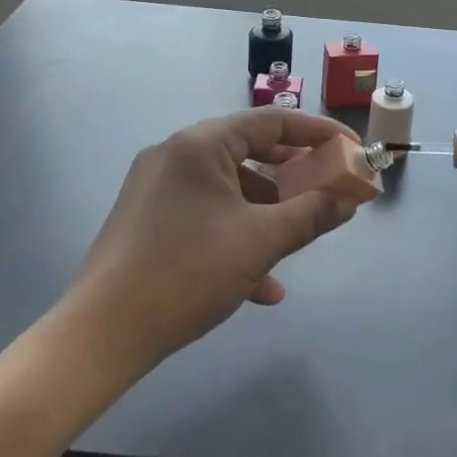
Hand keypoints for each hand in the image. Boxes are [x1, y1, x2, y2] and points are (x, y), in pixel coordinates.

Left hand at [66, 108, 365, 374]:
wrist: (103, 334)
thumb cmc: (187, 273)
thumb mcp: (259, 242)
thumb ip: (311, 214)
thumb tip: (350, 199)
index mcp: (201, 144)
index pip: (272, 121)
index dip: (319, 134)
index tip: (353, 151)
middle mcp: (176, 154)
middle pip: (251, 152)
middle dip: (295, 177)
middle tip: (331, 191)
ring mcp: (159, 187)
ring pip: (230, 189)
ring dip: (268, 213)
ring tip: (300, 240)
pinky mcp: (149, 219)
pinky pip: (206, 214)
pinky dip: (237, 236)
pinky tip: (262, 284)